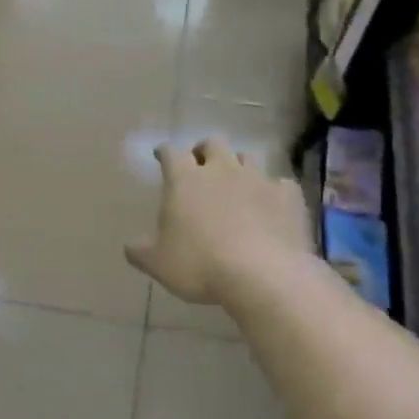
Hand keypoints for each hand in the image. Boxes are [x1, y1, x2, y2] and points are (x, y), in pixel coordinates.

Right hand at [126, 140, 312, 304]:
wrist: (263, 275)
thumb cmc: (200, 265)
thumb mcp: (158, 263)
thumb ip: (140, 251)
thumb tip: (130, 246)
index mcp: (185, 180)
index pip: (171, 153)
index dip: (165, 153)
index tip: (161, 156)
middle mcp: (221, 170)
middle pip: (212, 144)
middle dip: (204, 151)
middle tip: (200, 166)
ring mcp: (258, 179)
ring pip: (246, 158)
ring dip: (237, 167)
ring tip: (235, 186)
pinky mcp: (288, 196)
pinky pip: (279, 184)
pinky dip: (271, 192)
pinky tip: (270, 206)